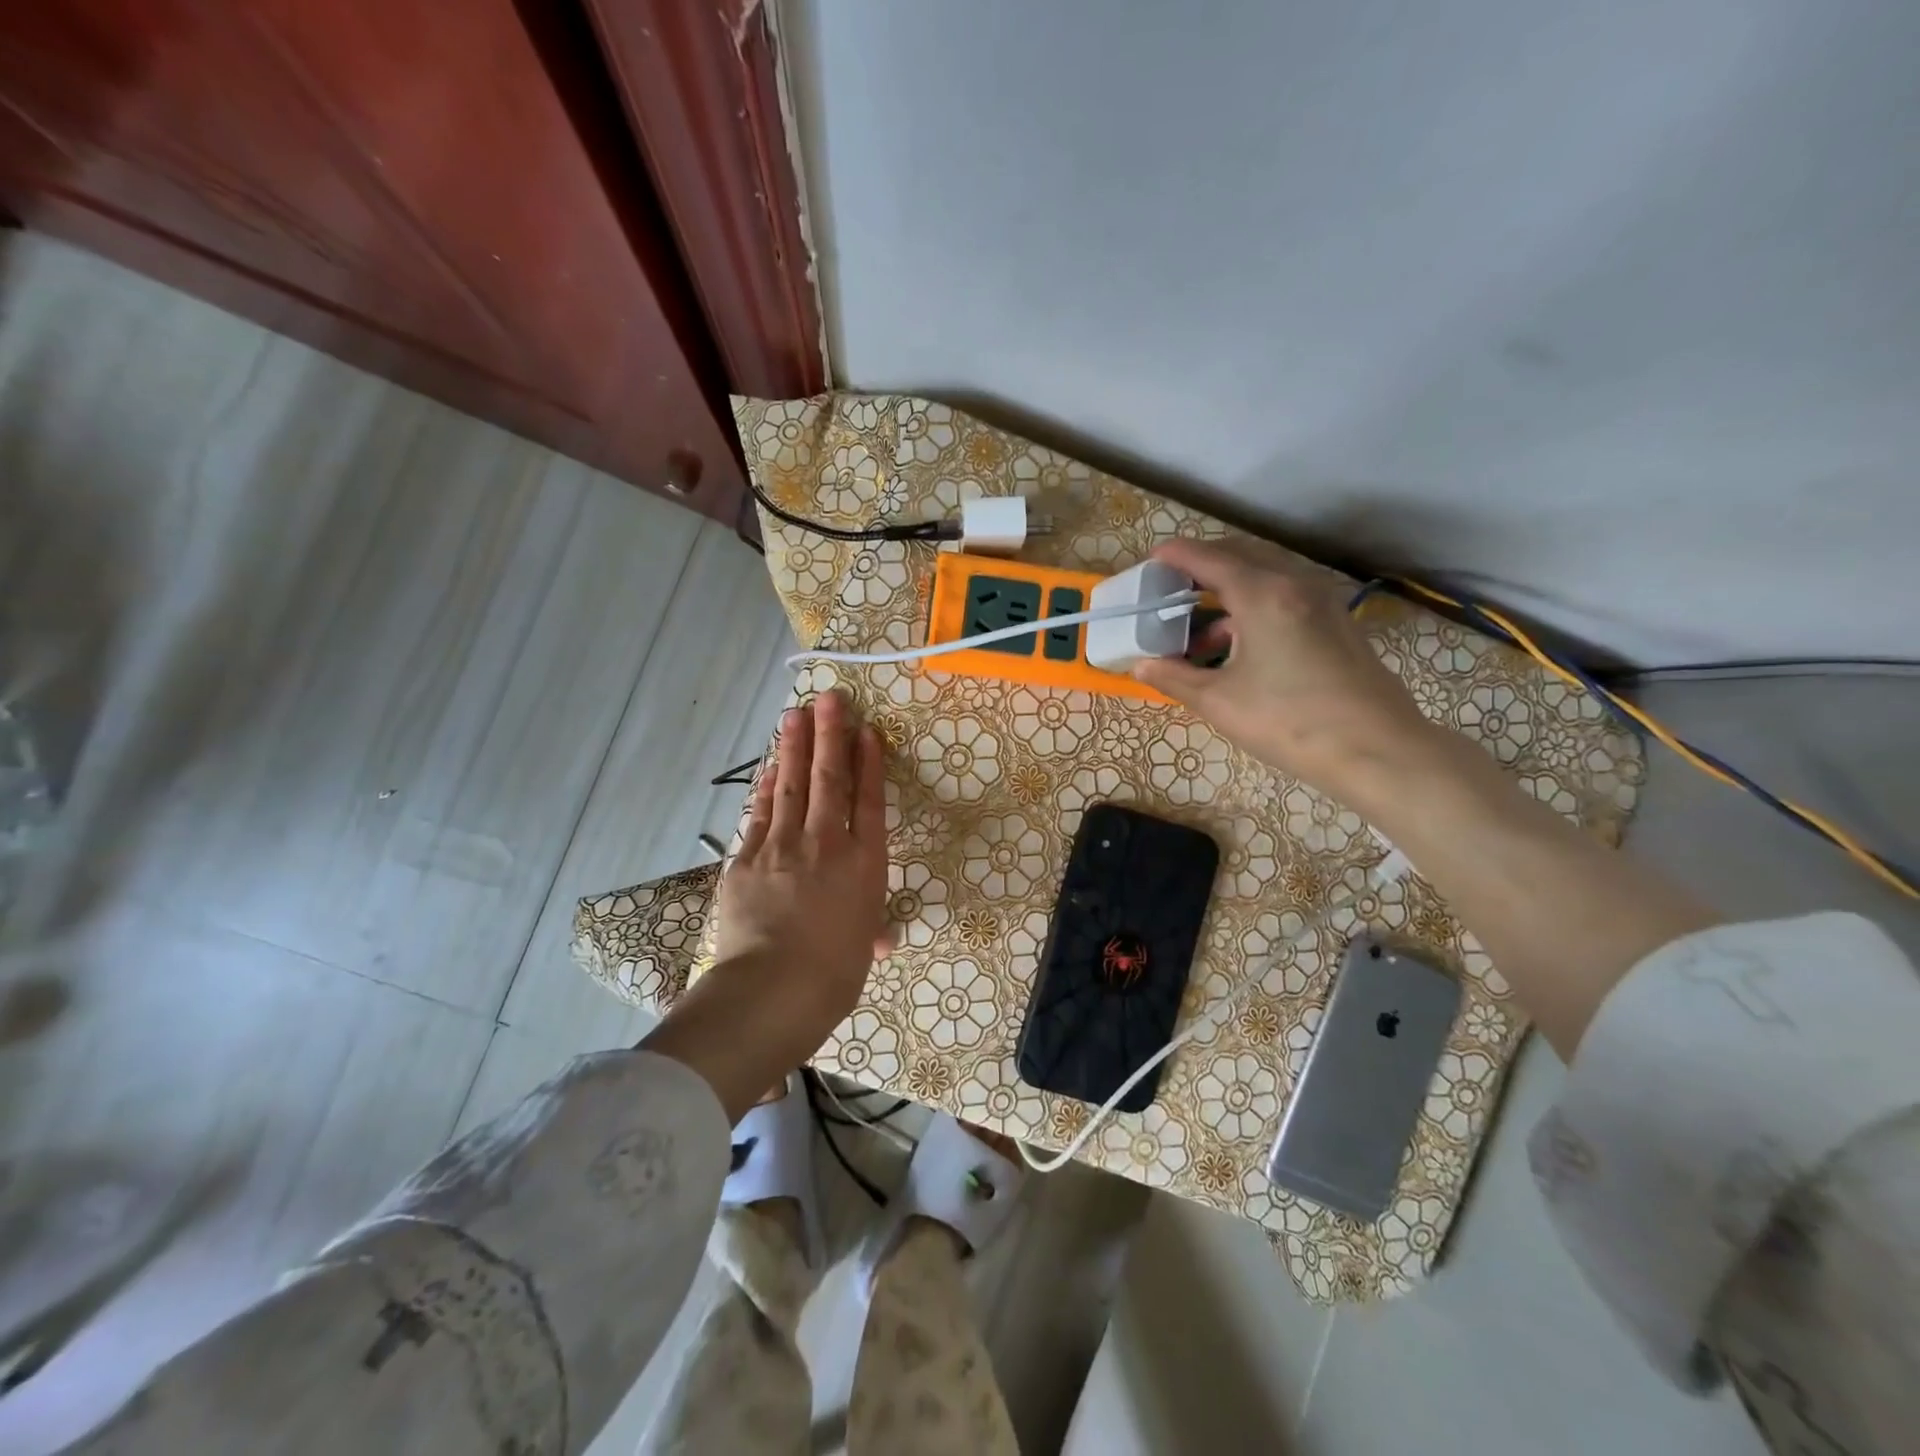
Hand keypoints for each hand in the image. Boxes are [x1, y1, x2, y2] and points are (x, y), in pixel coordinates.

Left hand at [713, 689, 889, 1028]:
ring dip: (794, 747)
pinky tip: (771, 767)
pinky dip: (766, 787)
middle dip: (830, 735)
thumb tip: (881, 940)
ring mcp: (783, 847)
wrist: (774, 988)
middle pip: (830, 779)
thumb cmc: (833, 974)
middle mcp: (827, 843)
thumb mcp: (862, 950)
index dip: (869, 762)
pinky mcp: (746, 859)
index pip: (869, 801)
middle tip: (828, 698)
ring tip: (795, 714)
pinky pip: (760, 814)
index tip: (866, 730)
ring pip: (792, 786)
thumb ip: (871, 931)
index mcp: (864, 863)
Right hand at [1131, 538, 1435, 797]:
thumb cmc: (1289, 722)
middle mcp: (1295, 584)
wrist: (1377, 750)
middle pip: (1241, 556)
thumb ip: (1174, 677)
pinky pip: (1286, 596)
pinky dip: (1255, 605)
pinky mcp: (1337, 623)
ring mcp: (1323, 601)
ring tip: (1199, 627)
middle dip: (1203, 565)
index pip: (1210, 559)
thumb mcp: (1219, 702)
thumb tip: (1140, 666)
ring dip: (1229, 589)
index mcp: (1263, 595)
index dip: (1176, 556)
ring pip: (1267, 575)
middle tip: (1171, 587)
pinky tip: (1239, 645)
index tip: (1151, 559)